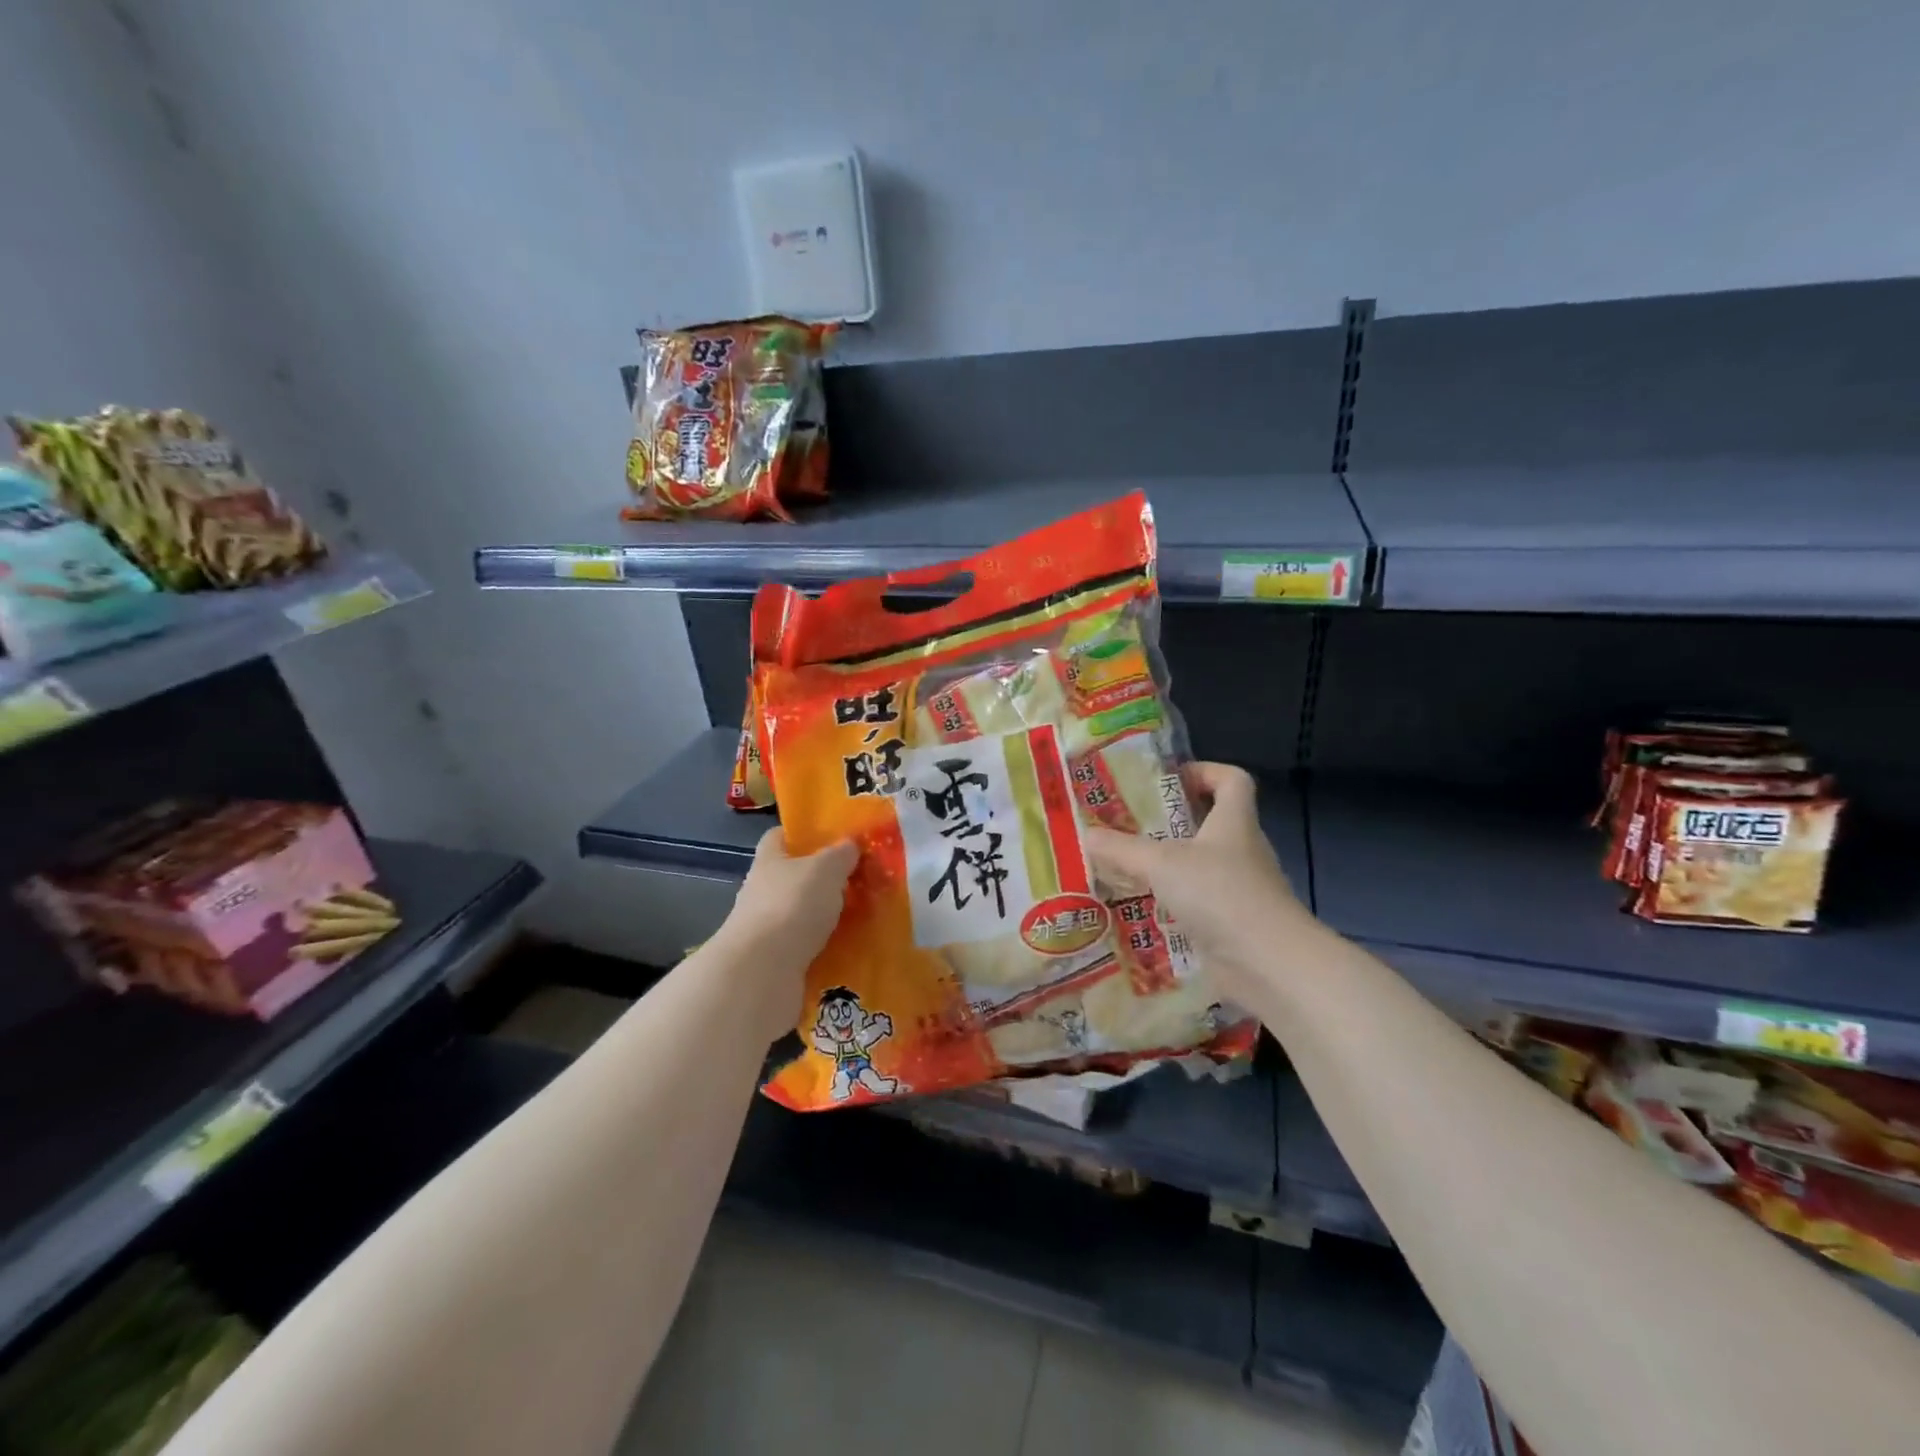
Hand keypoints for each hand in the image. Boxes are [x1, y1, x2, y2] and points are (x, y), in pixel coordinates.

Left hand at [718, 828, 857, 1040]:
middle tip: (862, 881)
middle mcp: (764, 892)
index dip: (803, 834)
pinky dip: (828, 948)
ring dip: (829, 917)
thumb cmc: (792, 906)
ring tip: (866, 917)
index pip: (779, 836)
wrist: (761, 973)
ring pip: (804, 915)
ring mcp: (768, 929)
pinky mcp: (777, 962)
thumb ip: (841, 854)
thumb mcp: (826, 868)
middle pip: (795, 878)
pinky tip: (854, 948)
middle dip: (825, 880)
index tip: (833, 838)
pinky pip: (809, 948)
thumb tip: (850, 845)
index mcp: (769, 860)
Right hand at [1082, 762, 1313, 1004]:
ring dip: (1168, 865)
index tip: (1168, 780)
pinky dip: (1172, 903)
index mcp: (1235, 822)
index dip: (1204, 771)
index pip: (1233, 780)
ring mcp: (1240, 889)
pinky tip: (1140, 909)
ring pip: (1201, 866)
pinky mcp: (1233, 923)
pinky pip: (1198, 903)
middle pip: (1211, 823)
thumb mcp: (1162, 864)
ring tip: (1125, 867)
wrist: (1269, 964)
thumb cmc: (1220, 894)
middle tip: (1128, 825)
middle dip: (1171, 822)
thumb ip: (1121, 849)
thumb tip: (1085, 835)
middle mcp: (1242, 850)